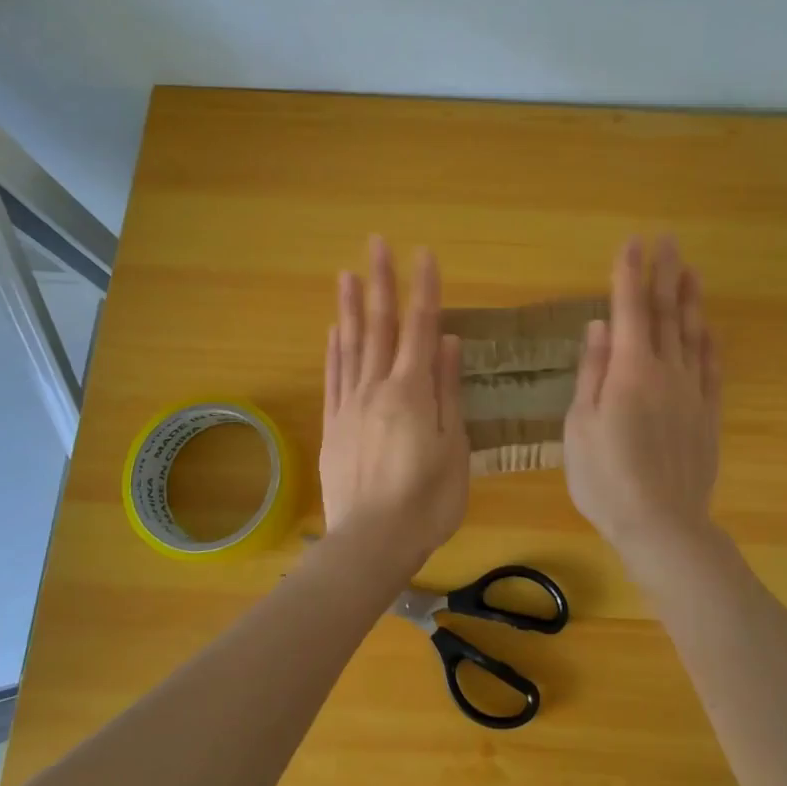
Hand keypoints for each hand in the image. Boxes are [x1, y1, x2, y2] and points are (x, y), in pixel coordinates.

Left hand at [321, 236, 468, 564]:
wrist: (371, 542)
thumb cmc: (427, 501)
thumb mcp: (454, 448)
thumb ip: (447, 391)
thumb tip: (447, 341)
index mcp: (412, 392)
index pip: (420, 328)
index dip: (423, 289)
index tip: (424, 254)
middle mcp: (377, 388)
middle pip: (379, 326)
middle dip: (381, 282)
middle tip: (376, 242)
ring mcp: (350, 405)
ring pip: (350, 345)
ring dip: (350, 307)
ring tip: (347, 273)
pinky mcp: (332, 425)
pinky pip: (333, 377)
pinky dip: (334, 350)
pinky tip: (333, 330)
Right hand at [564, 236, 722, 555]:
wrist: (662, 524)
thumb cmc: (606, 477)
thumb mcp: (580, 425)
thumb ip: (592, 372)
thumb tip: (599, 326)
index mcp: (630, 371)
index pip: (630, 310)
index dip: (630, 274)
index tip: (633, 243)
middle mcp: (666, 372)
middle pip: (666, 314)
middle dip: (664, 274)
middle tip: (668, 240)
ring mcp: (692, 393)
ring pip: (693, 336)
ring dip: (691, 300)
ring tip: (692, 271)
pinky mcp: (708, 416)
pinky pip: (712, 369)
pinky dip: (710, 344)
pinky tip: (710, 329)